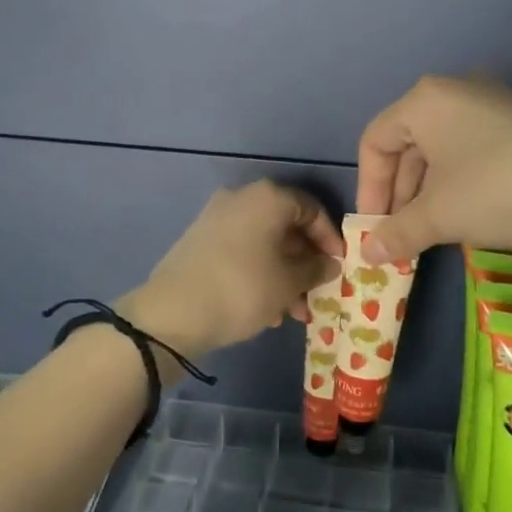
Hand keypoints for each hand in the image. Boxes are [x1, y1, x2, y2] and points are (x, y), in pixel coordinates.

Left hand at [122, 181, 343, 361]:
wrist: (172, 313)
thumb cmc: (242, 289)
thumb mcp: (288, 283)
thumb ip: (316, 269)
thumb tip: (329, 263)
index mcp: (267, 198)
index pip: (312, 208)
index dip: (330, 238)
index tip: (339, 266)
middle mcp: (242, 198)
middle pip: (286, 225)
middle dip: (306, 261)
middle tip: (318, 292)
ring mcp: (217, 218)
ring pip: (264, 242)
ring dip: (284, 273)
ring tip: (294, 311)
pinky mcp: (201, 240)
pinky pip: (242, 251)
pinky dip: (260, 273)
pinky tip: (267, 309)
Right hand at [355, 76, 511, 263]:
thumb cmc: (501, 189)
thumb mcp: (441, 215)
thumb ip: (397, 232)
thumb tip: (366, 254)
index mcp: (425, 101)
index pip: (375, 141)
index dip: (368, 189)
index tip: (375, 230)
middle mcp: (454, 92)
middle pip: (407, 144)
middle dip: (399, 194)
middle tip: (401, 236)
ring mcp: (491, 103)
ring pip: (440, 149)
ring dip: (428, 192)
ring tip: (432, 232)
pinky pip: (471, 149)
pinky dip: (458, 182)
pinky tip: (468, 214)